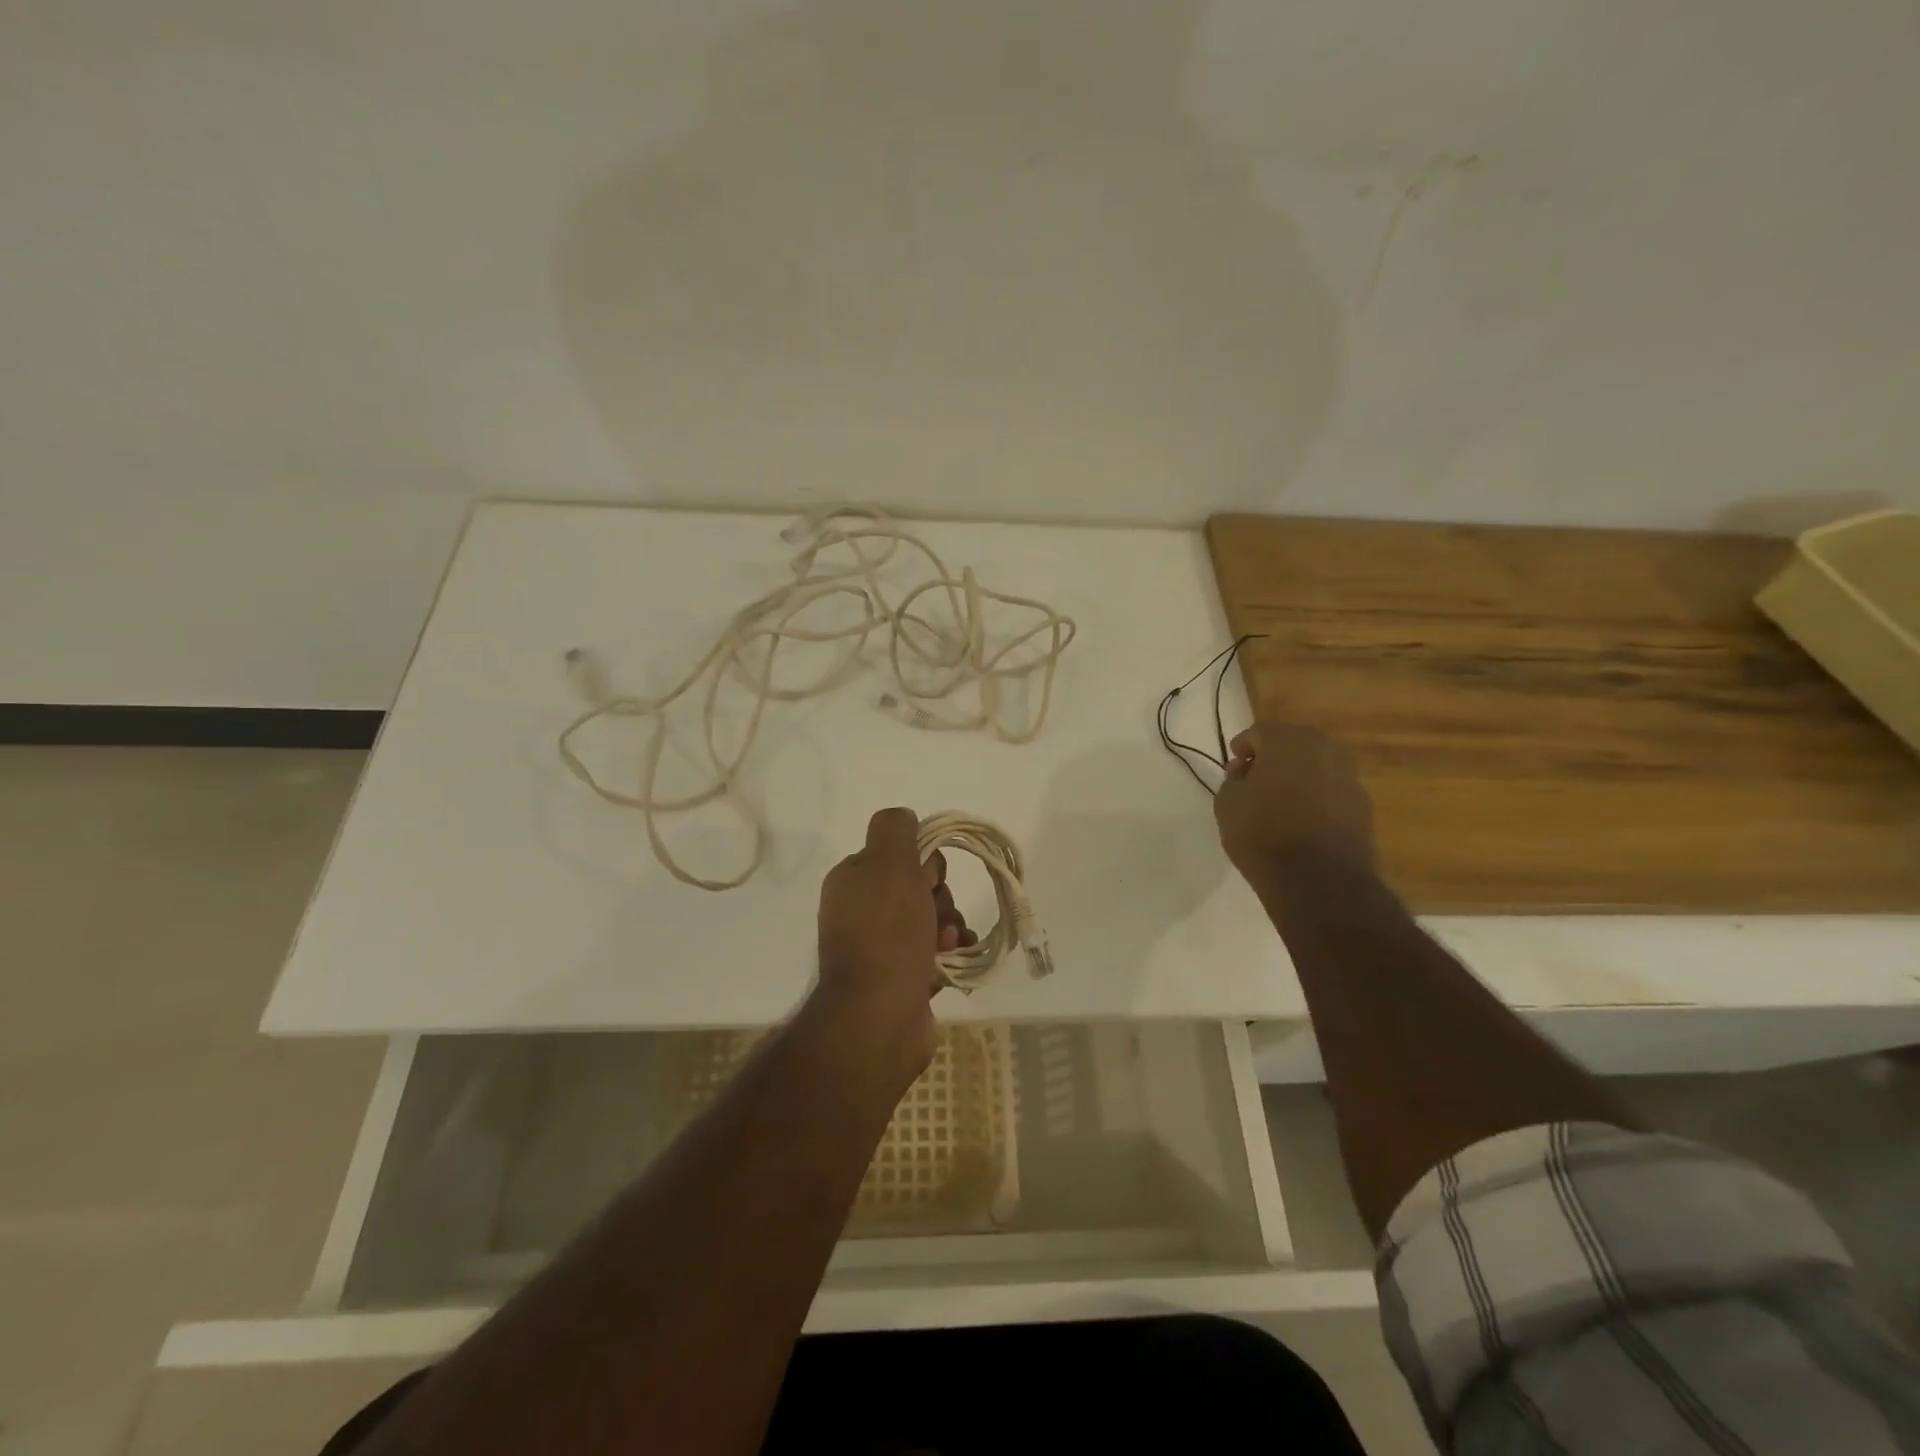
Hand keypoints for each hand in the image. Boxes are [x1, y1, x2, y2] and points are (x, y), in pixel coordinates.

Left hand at [813, 808, 974, 1079]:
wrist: (879, 1016)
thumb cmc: (886, 933)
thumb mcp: (887, 863)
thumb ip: (894, 829)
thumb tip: (904, 817)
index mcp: (853, 880)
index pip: (899, 854)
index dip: (923, 863)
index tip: (928, 879)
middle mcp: (862, 911)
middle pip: (919, 887)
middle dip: (940, 898)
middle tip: (937, 917)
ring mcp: (880, 947)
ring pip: (931, 920)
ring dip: (949, 925)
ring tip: (948, 944)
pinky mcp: (901, 978)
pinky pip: (935, 952)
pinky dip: (951, 952)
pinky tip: (956, 959)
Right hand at [1212, 721, 1377, 882]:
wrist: (1318, 879)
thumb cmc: (1262, 834)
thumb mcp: (1227, 804)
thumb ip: (1233, 780)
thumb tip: (1245, 772)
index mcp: (1286, 742)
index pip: (1261, 731)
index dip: (1244, 746)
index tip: (1234, 765)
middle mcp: (1322, 749)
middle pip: (1294, 741)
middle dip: (1274, 755)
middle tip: (1256, 778)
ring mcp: (1348, 776)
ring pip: (1318, 763)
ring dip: (1299, 773)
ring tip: (1281, 799)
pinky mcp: (1363, 804)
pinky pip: (1333, 788)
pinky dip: (1317, 794)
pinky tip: (1303, 817)